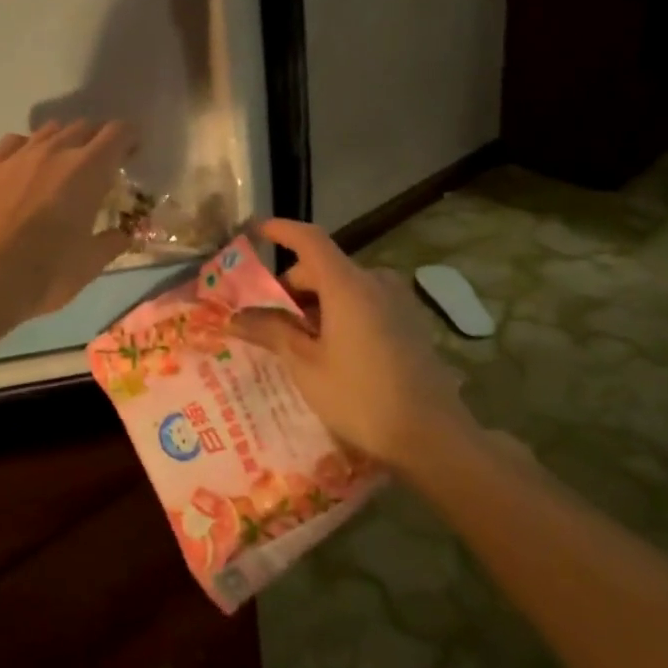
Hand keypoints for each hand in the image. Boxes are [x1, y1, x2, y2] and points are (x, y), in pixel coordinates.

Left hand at [0, 121, 135, 321]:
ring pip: (48, 131)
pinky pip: (14, 143)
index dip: (129, 139)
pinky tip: (23, 169)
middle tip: (97, 167)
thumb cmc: (45, 273)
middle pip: (83, 127)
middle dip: (95, 141)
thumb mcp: (89, 265)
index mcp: (88, 170)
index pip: (117, 133)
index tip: (131, 154)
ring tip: (60, 167)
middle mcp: (55, 151)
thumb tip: (122, 234)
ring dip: (62, 142)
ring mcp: (17, 155)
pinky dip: (26, 149)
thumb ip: (111, 242)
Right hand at [231, 219, 477, 471]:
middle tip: (265, 319)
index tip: (254, 231)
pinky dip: (338, 313)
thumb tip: (234, 318)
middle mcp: (375, 281)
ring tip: (295, 341)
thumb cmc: (361, 398)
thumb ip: (271, 332)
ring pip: (343, 287)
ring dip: (315, 304)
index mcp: (347, 284)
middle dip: (290, 287)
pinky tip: (329, 350)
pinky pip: (364, 302)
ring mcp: (397, 301)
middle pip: (323, 267)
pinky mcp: (409, 321)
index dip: (280, 230)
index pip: (309, 239)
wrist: (433, 437)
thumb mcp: (306, 366)